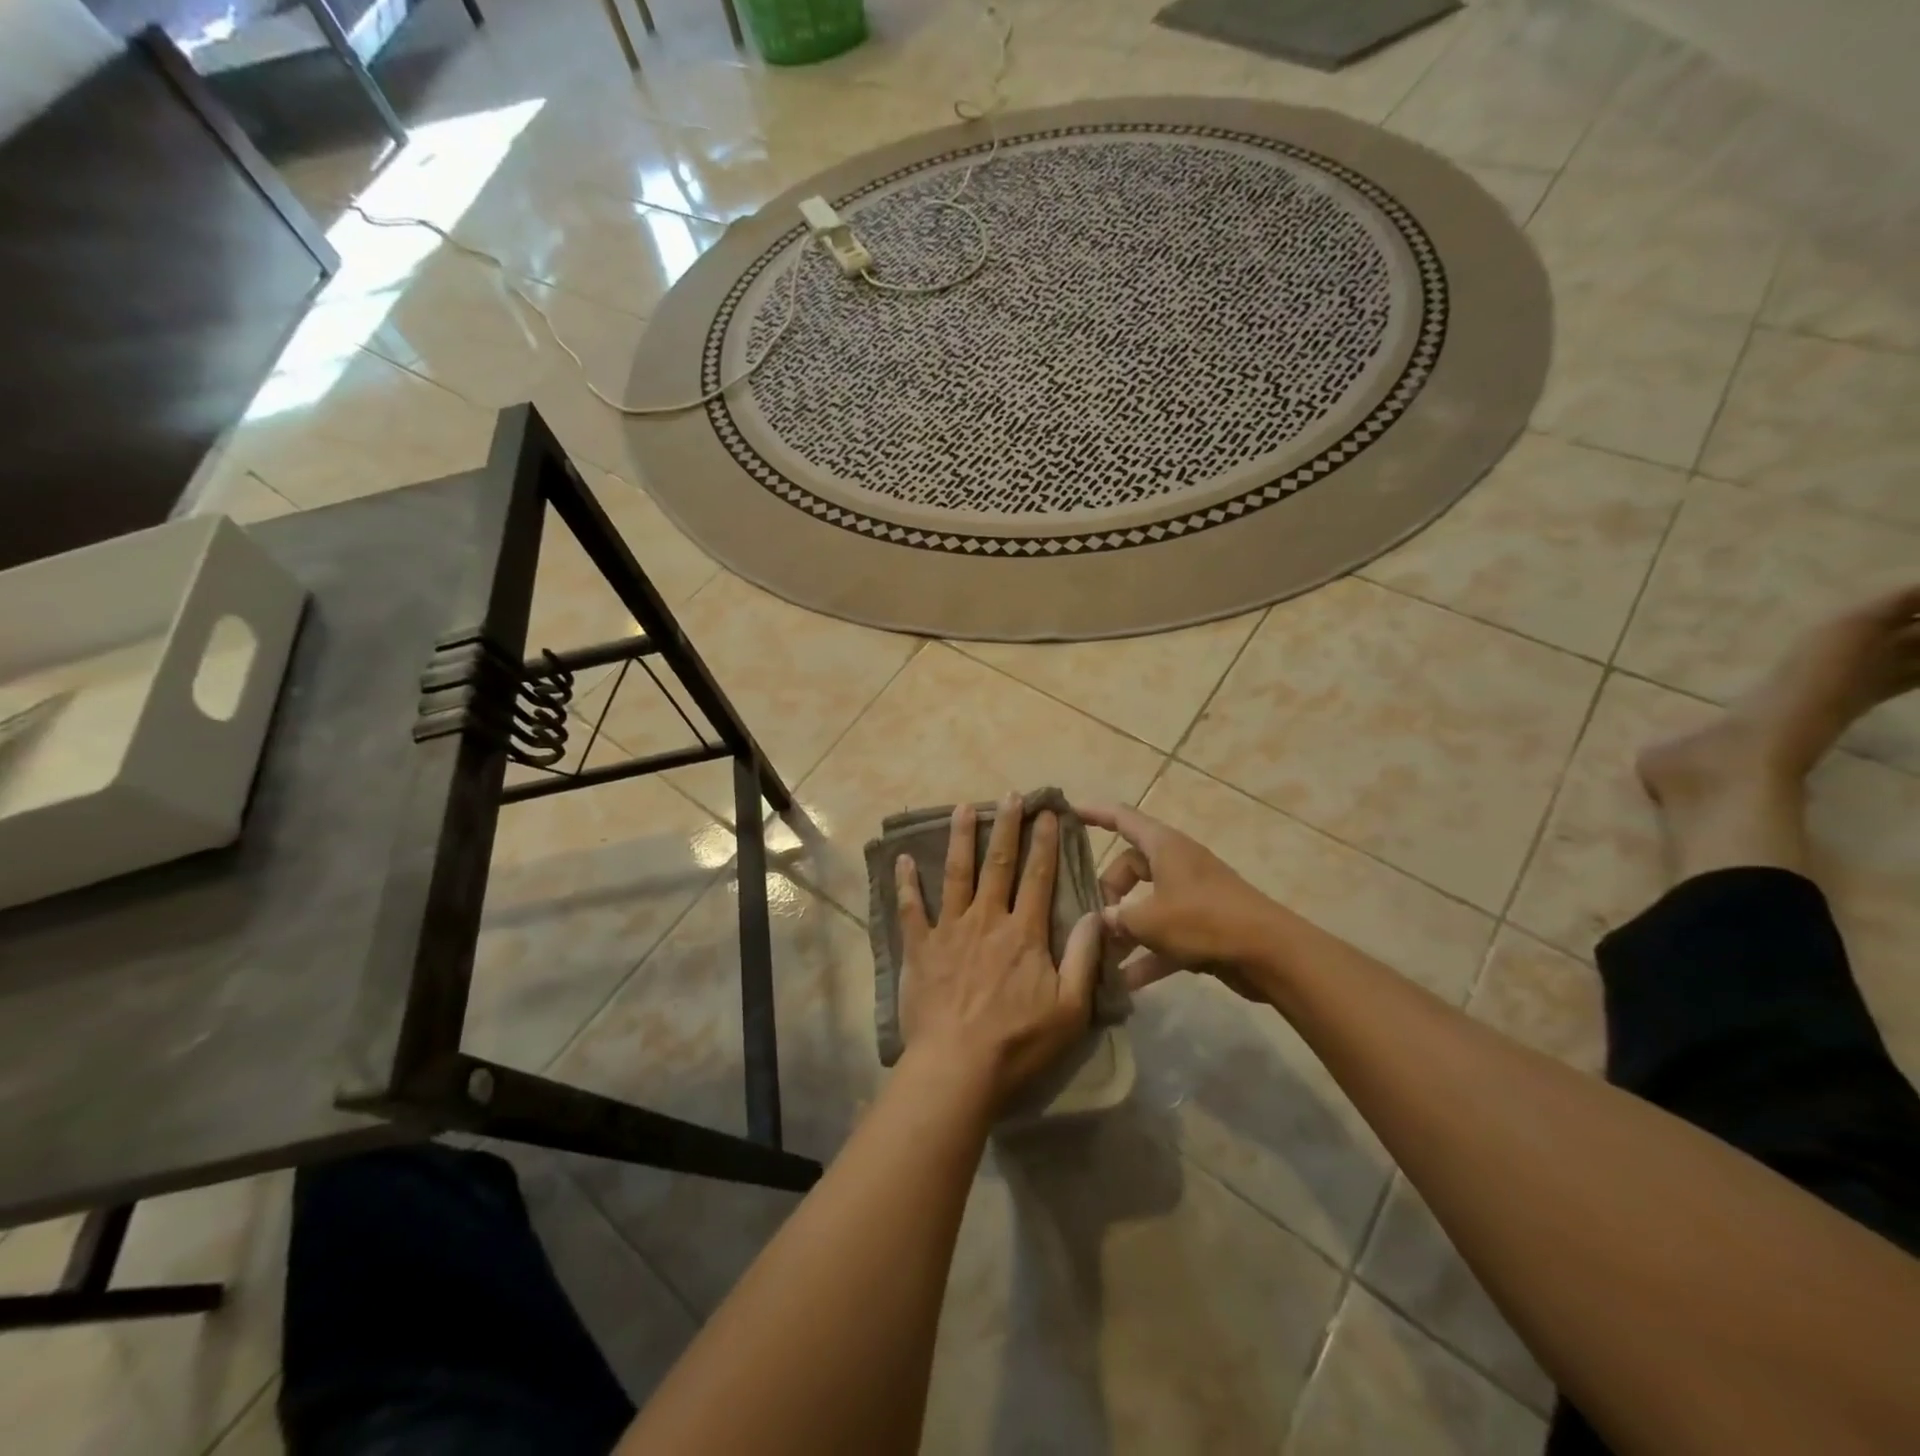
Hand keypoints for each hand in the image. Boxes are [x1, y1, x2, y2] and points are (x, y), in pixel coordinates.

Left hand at [897, 794, 1102, 1108]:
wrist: (958, 1068)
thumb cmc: (1019, 1042)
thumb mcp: (1071, 1009)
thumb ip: (1084, 958)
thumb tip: (1095, 913)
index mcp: (1024, 933)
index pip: (1039, 877)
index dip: (1045, 842)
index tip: (1048, 813)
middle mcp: (987, 919)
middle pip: (999, 864)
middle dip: (1006, 827)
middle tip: (1009, 795)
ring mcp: (950, 930)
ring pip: (956, 873)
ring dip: (961, 838)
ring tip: (963, 807)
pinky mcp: (921, 947)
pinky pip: (911, 908)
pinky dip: (906, 883)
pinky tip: (902, 859)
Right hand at [1078, 802, 1274, 1000]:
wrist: (1269, 953)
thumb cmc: (1204, 920)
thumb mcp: (1148, 919)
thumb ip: (1116, 919)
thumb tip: (1098, 922)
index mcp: (1164, 846)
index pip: (1121, 818)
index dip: (1093, 813)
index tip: (1065, 812)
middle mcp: (1177, 864)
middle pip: (1130, 867)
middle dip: (1107, 892)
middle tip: (1091, 917)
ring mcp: (1191, 896)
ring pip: (1146, 904)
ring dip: (1125, 929)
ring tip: (1100, 955)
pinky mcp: (1203, 926)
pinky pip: (1165, 936)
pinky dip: (1147, 955)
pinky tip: (1126, 984)